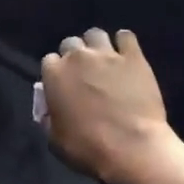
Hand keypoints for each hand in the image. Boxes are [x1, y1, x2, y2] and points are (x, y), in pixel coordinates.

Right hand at [41, 28, 175, 183]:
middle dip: (74, 55)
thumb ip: (49, 118)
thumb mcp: (54, 139)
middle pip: (70, 43)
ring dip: (96, 45)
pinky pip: (126, 37)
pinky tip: (126, 55)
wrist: (132, 148)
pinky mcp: (134, 57)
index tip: (63, 84)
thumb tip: (50, 110)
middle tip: (83, 72)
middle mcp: (78, 57)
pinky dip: (124, 43)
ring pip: (96, 34)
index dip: (56, 73)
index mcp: (54, 74)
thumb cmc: (87, 148)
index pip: (49, 61)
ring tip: (104, 60)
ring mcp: (107, 54)